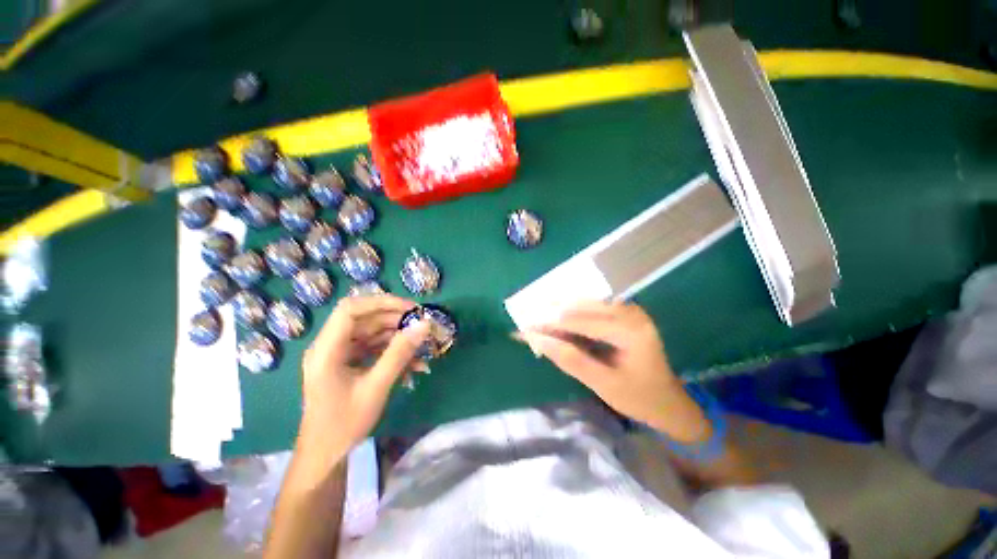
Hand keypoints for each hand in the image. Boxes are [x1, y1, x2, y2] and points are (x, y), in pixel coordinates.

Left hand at [298, 295, 429, 462]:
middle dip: (395, 319)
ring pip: (371, 332)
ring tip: (422, 343)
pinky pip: (373, 348)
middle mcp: (330, 346)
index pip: (351, 309)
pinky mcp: (348, 362)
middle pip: (364, 319)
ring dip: (397, 336)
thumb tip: (424, 325)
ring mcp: (339, 354)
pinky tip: (413, 363)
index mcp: (326, 349)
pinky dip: (392, 351)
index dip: (381, 302)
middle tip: (421, 324)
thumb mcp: (376, 387)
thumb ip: (400, 353)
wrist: (326, 454)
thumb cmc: (344, 423)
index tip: (410, 308)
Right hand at [521, 301, 710, 442]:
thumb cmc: (639, 398)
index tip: (525, 329)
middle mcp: (632, 312)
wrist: (669, 402)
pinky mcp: (626, 313)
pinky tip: (559, 318)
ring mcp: (630, 310)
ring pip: (585, 303)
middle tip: (528, 322)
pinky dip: (573, 313)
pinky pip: (593, 307)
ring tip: (538, 319)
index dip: (550, 325)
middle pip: (582, 307)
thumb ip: (570, 360)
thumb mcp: (602, 384)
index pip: (581, 322)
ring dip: (560, 311)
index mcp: (631, 331)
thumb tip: (538, 340)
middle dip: (552, 315)